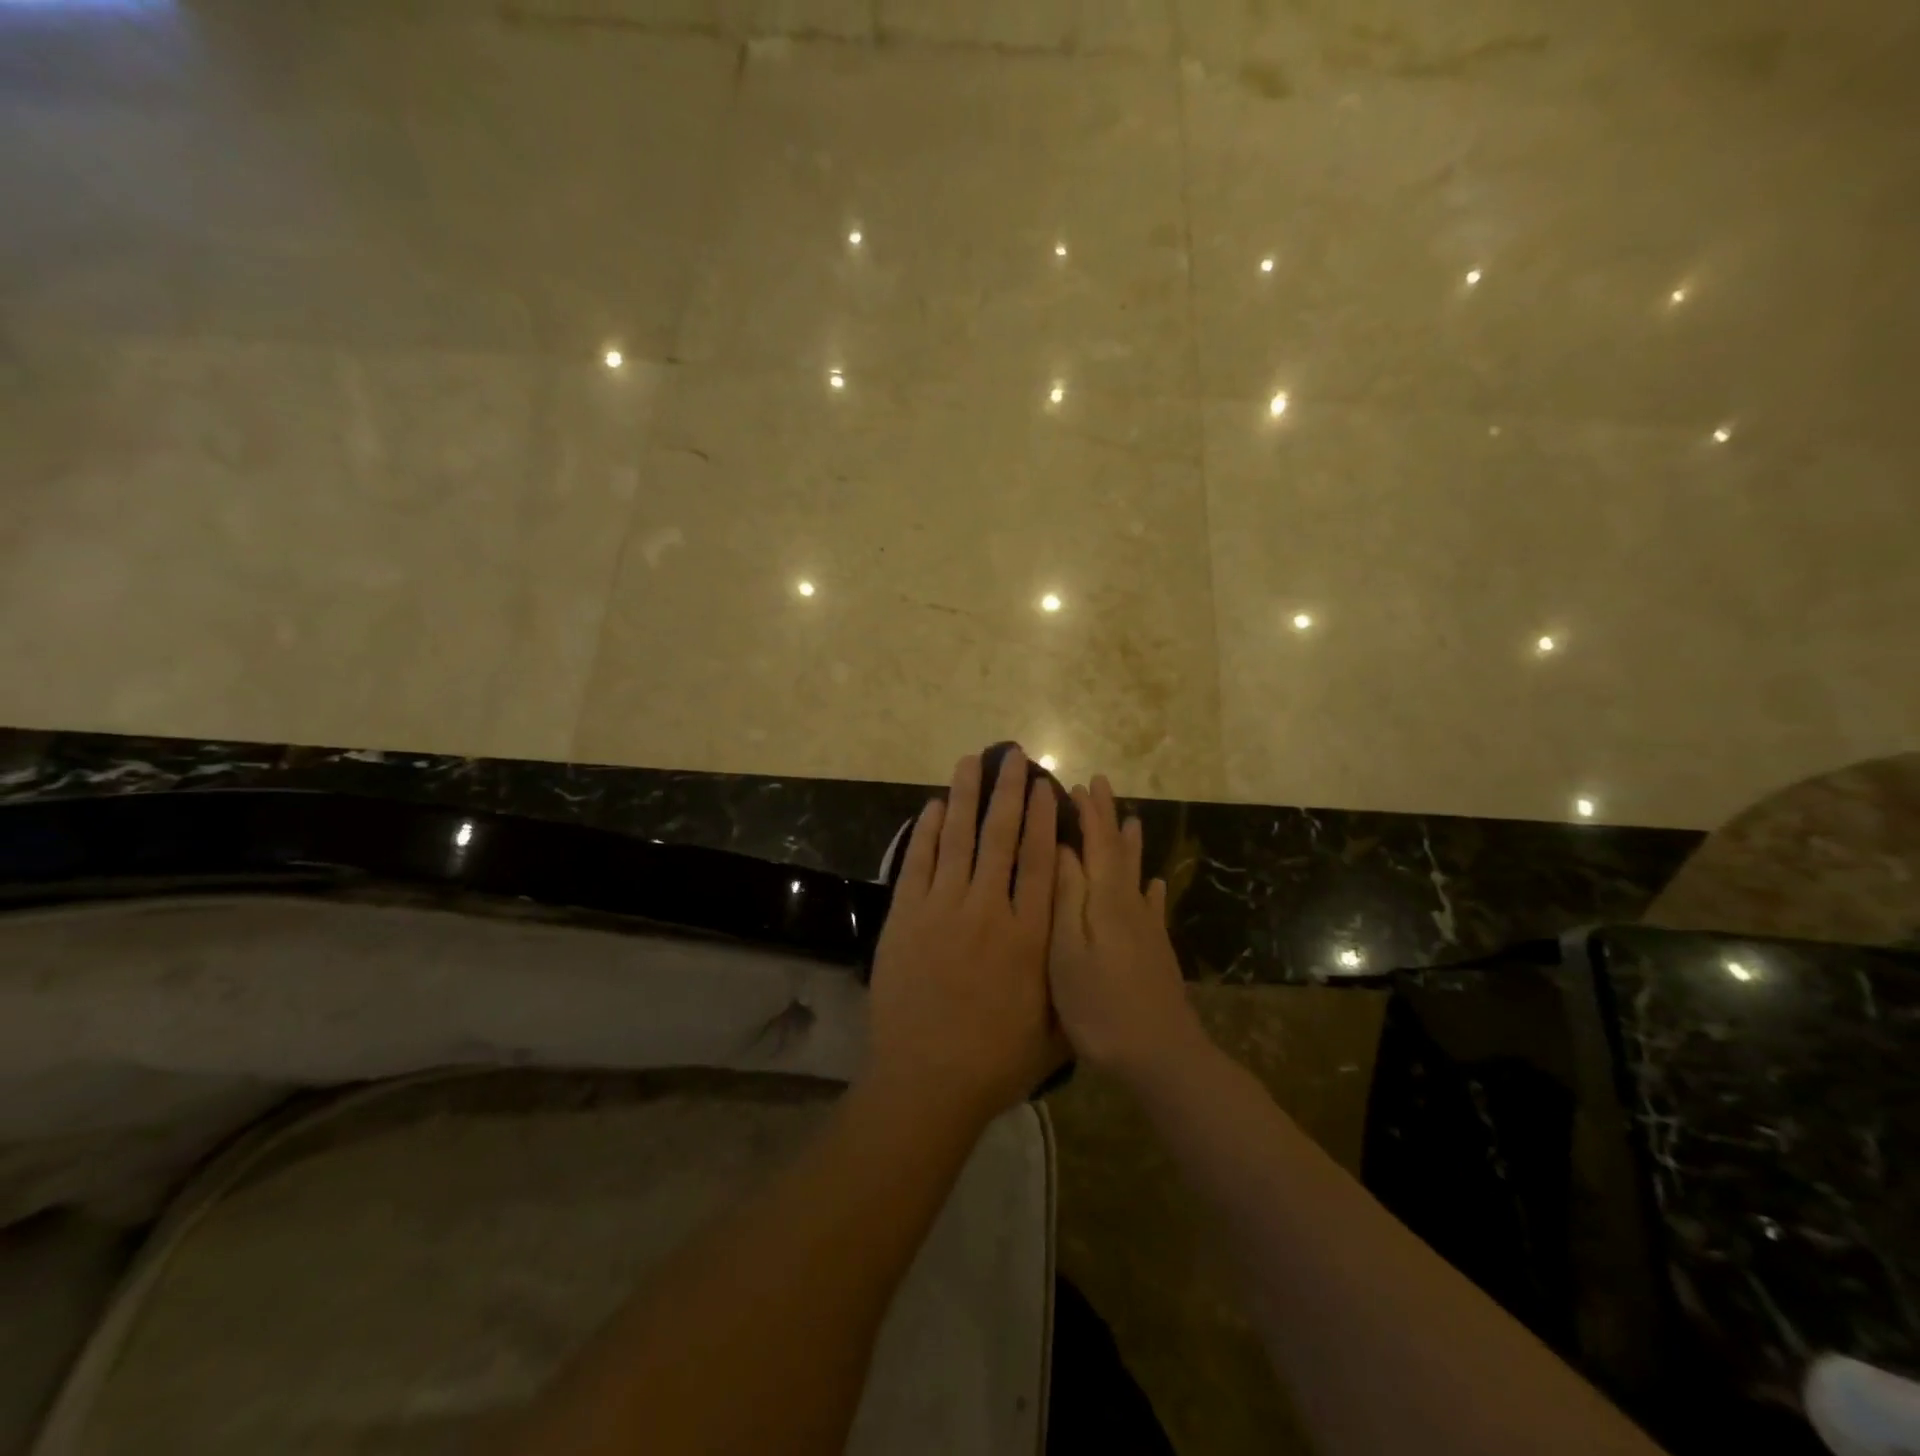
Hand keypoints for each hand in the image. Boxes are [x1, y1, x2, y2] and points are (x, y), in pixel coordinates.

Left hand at [865, 750, 1067, 1121]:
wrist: (925, 1082)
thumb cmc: (995, 1062)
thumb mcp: (1055, 1032)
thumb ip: (1069, 984)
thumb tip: (1081, 946)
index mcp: (1030, 936)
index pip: (1041, 863)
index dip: (1045, 820)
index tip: (1046, 788)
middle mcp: (989, 911)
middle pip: (1001, 838)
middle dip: (1009, 793)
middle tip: (1013, 756)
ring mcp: (943, 910)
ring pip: (959, 840)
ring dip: (966, 797)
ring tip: (972, 761)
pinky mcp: (906, 917)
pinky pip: (919, 863)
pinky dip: (927, 832)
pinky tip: (935, 806)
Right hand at [1049, 775, 1205, 1082]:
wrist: (1160, 1056)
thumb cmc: (1100, 1006)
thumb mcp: (1068, 951)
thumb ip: (1066, 897)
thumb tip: (1064, 847)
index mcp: (1106, 900)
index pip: (1097, 843)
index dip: (1089, 813)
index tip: (1078, 784)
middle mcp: (1130, 905)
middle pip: (1118, 851)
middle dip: (1108, 818)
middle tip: (1099, 787)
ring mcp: (1146, 928)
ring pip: (1135, 873)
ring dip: (1129, 845)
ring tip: (1131, 820)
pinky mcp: (1155, 950)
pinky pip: (1152, 906)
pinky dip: (1149, 889)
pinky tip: (1152, 884)